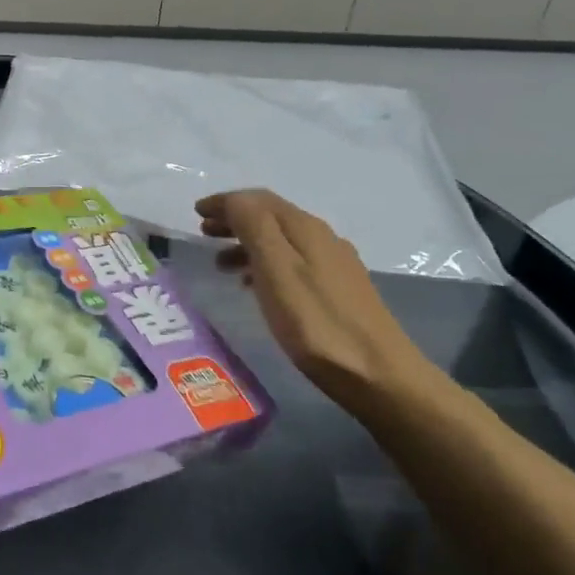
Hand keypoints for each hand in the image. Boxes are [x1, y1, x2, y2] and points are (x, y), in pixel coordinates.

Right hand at [196, 189, 432, 415]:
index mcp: (304, 228)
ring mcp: (334, 264)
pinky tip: (256, 287)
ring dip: (247, 243)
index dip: (225, 202)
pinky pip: (292, 262)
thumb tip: (234, 200)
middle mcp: (322, 238)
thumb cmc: (316, 323)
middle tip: (203, 233)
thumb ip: (253, 227)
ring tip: (221, 264)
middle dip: (234, 219)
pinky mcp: (339, 290)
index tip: (196, 212)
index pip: (258, 200)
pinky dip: (265, 264)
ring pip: (281, 240)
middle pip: (271, 216)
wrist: (379, 375)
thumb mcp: (276, 270)